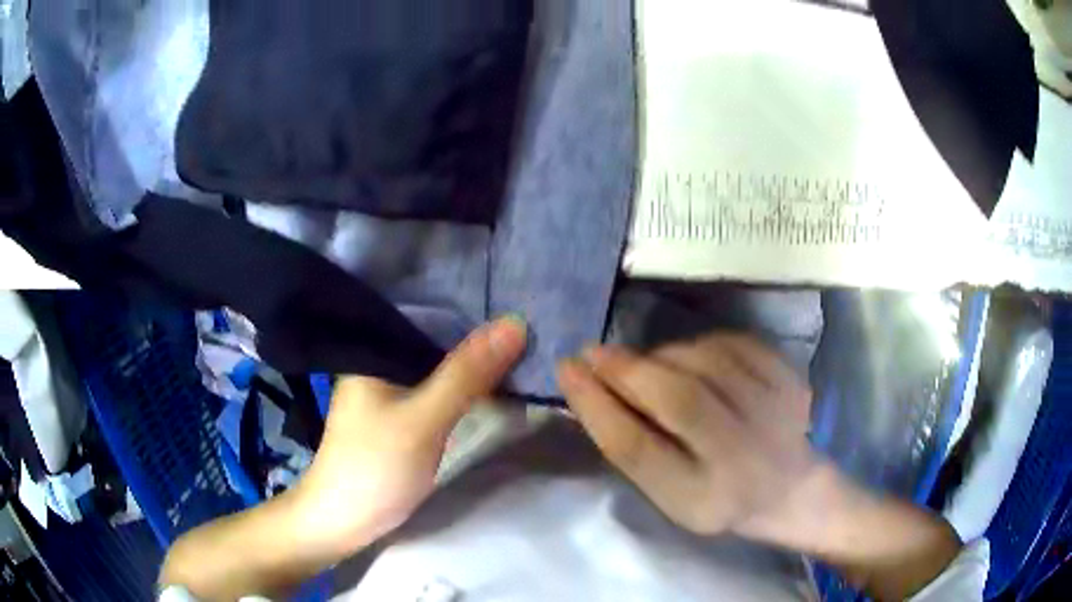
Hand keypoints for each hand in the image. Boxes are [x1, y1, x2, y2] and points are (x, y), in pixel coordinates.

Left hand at [291, 317, 527, 557]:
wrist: (346, 520)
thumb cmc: (375, 465)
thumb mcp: (424, 418)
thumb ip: (466, 374)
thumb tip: (515, 323)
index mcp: (373, 348)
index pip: (427, 310)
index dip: (471, 302)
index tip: (516, 295)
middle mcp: (380, 360)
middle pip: (435, 336)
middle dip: (477, 332)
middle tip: (528, 321)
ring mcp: (390, 389)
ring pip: (439, 363)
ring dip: (472, 360)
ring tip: (520, 343)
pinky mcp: (401, 413)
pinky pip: (437, 387)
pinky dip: (463, 385)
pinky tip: (492, 380)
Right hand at [557, 334, 818, 536]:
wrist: (787, 487)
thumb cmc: (715, 496)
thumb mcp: (667, 493)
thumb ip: (633, 448)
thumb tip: (591, 384)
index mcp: (702, 499)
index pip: (638, 449)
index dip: (595, 405)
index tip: (566, 369)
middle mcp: (744, 459)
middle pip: (679, 398)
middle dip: (627, 369)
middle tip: (594, 352)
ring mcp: (776, 414)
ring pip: (705, 362)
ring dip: (662, 356)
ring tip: (649, 366)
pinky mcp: (790, 380)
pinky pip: (733, 343)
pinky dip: (701, 345)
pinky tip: (692, 360)